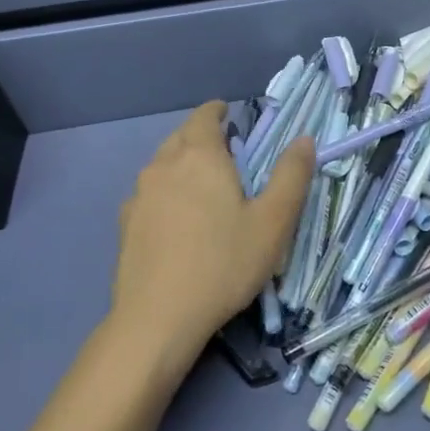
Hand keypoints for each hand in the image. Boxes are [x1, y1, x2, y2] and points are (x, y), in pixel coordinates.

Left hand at [109, 101, 314, 381]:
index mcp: (200, 155)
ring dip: (182, 163)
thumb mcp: (272, 222)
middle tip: (227, 154)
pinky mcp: (125, 223)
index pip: (205, 115)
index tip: (231, 116)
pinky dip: (166, 192)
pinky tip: (177, 220)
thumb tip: (304, 139)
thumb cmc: (223, 264)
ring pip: (162, 164)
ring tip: (204, 186)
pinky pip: (150, 193)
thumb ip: (291, 176)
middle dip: (202, 136)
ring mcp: (139, 194)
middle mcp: (163, 164)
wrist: (157, 319)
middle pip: (182, 136)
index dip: (218, 111)